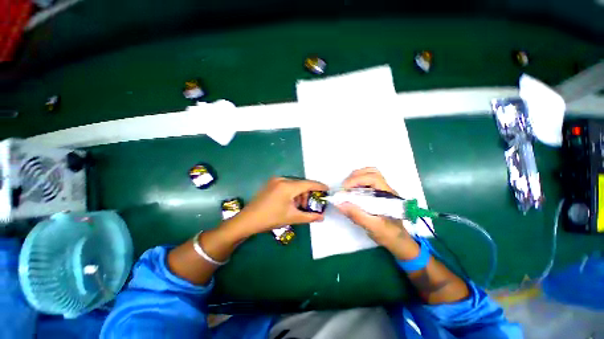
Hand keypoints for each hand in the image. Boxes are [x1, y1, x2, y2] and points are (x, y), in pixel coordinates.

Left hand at [233, 177, 328, 236]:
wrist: (248, 220)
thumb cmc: (270, 219)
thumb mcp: (292, 218)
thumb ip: (309, 217)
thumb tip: (322, 217)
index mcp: (288, 186)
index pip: (308, 184)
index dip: (319, 186)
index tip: (327, 189)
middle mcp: (282, 179)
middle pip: (301, 185)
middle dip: (308, 195)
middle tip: (309, 207)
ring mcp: (275, 181)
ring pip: (294, 185)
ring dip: (300, 195)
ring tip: (298, 208)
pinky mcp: (271, 184)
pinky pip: (287, 186)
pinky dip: (292, 194)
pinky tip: (290, 204)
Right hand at [336, 168, 418, 258]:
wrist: (398, 241)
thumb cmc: (388, 235)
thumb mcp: (372, 227)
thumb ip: (356, 215)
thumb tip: (338, 203)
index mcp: (388, 195)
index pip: (373, 178)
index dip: (357, 180)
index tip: (344, 189)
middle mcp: (386, 189)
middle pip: (371, 172)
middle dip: (355, 176)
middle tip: (345, 188)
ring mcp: (382, 190)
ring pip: (369, 174)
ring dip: (355, 178)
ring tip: (347, 189)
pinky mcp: (377, 193)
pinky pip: (366, 181)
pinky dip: (356, 182)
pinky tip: (351, 192)